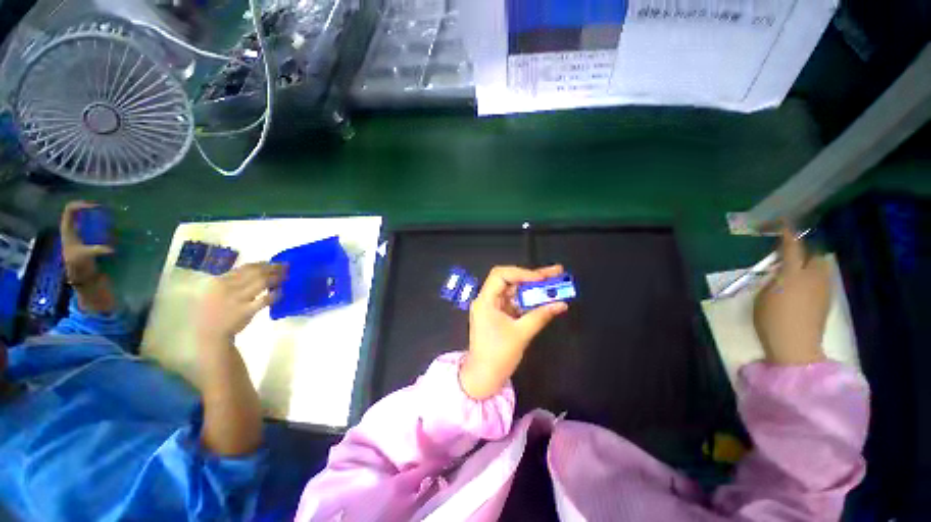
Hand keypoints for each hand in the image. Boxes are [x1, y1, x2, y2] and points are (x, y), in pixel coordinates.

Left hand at [60, 201, 112, 282]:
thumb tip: (111, 249)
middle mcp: (71, 228)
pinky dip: (98, 223)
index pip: (70, 210)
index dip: (81, 205)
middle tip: (103, 208)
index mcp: (68, 229)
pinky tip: (108, 225)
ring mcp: (77, 233)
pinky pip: (90, 225)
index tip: (95, 206)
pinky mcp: (84, 238)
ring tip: (106, 215)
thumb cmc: (79, 264)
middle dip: (89, 208)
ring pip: (83, 217)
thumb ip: (97, 250)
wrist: (79, 275)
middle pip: (77, 211)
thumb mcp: (86, 256)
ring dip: (93, 215)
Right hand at [196, 263, 284, 346]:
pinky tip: (282, 291)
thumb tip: (256, 270)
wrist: (208, 334)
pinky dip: (276, 294)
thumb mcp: (216, 291)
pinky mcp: (245, 311)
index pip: (246, 268)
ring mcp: (237, 299)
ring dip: (277, 277)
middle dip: (274, 268)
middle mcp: (227, 287)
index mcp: (219, 281)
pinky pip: (265, 299)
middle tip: (286, 267)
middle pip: (257, 272)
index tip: (275, 263)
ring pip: (262, 282)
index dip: (263, 264)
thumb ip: (232, 281)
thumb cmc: (214, 311)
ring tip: (286, 277)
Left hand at [460, 265, 568, 399]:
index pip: (501, 275)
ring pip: (513, 290)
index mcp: (485, 300)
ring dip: (532, 288)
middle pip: (509, 280)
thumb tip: (561, 303)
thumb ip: (541, 315)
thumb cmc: (498, 355)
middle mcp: (487, 300)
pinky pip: (514, 302)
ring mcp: (492, 307)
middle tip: (555, 272)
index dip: (522, 273)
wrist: (483, 378)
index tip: (542, 277)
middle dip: (531, 277)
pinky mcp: (498, 315)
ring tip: (553, 283)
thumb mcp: (521, 334)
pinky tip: (543, 298)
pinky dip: (528, 300)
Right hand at [753, 228, 829, 365]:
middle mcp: (812, 277)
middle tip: (789, 256)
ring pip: (821, 268)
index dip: (787, 234)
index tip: (783, 223)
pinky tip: (802, 287)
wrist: (795, 347)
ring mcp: (823, 290)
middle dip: (805, 251)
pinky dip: (813, 277)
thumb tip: (779, 271)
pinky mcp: (826, 301)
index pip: (792, 248)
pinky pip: (822, 280)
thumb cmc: (771, 320)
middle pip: (814, 256)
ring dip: (809, 264)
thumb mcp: (762, 297)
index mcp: (792, 275)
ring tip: (795, 271)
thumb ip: (772, 280)